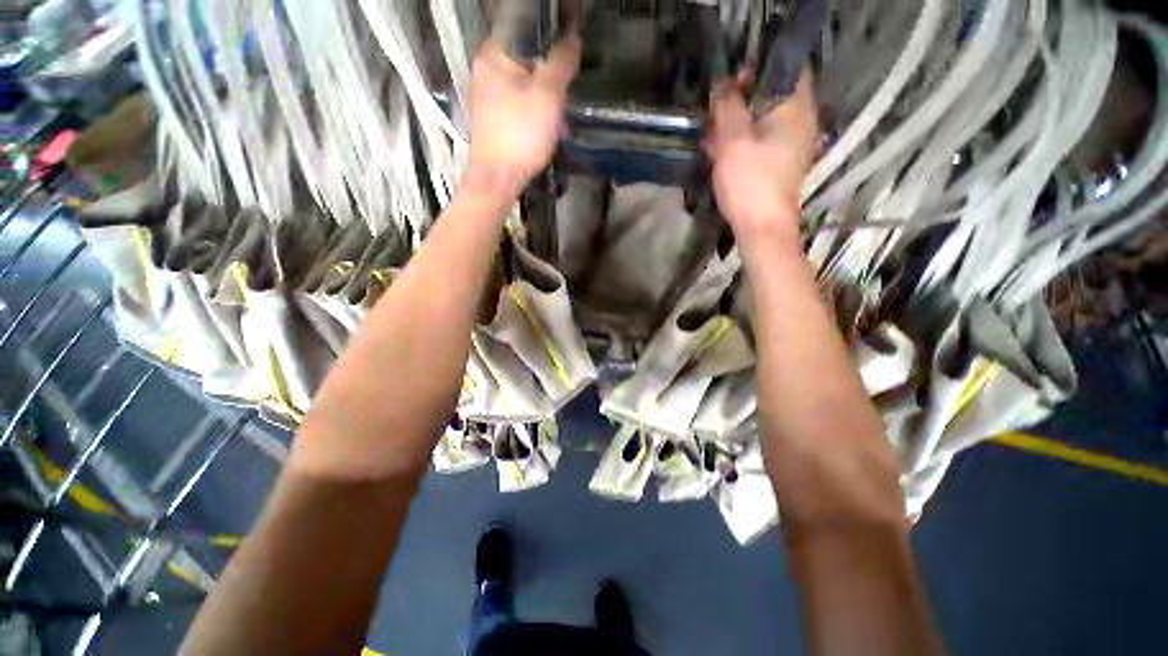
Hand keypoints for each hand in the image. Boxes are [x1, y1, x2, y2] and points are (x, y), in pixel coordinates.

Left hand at [465, 36, 581, 197]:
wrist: (498, 179)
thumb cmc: (521, 135)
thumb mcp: (548, 96)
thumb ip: (562, 63)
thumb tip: (574, 39)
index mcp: (493, 56)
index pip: (529, 38)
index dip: (553, 51)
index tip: (568, 74)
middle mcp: (485, 72)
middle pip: (528, 67)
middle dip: (552, 86)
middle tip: (565, 105)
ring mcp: (487, 99)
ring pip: (526, 91)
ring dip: (547, 106)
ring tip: (561, 127)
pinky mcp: (493, 122)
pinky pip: (520, 111)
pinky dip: (535, 119)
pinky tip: (547, 136)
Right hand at [706, 69, 819, 242]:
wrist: (763, 227)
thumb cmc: (750, 181)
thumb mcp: (733, 139)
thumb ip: (728, 106)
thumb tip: (724, 85)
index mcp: (796, 106)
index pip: (785, 67)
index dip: (757, 68)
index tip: (730, 82)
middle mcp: (802, 120)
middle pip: (773, 95)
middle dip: (743, 99)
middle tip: (717, 112)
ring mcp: (793, 144)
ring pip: (765, 120)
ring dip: (739, 123)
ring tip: (714, 137)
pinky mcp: (782, 164)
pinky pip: (763, 142)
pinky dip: (744, 142)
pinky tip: (722, 154)